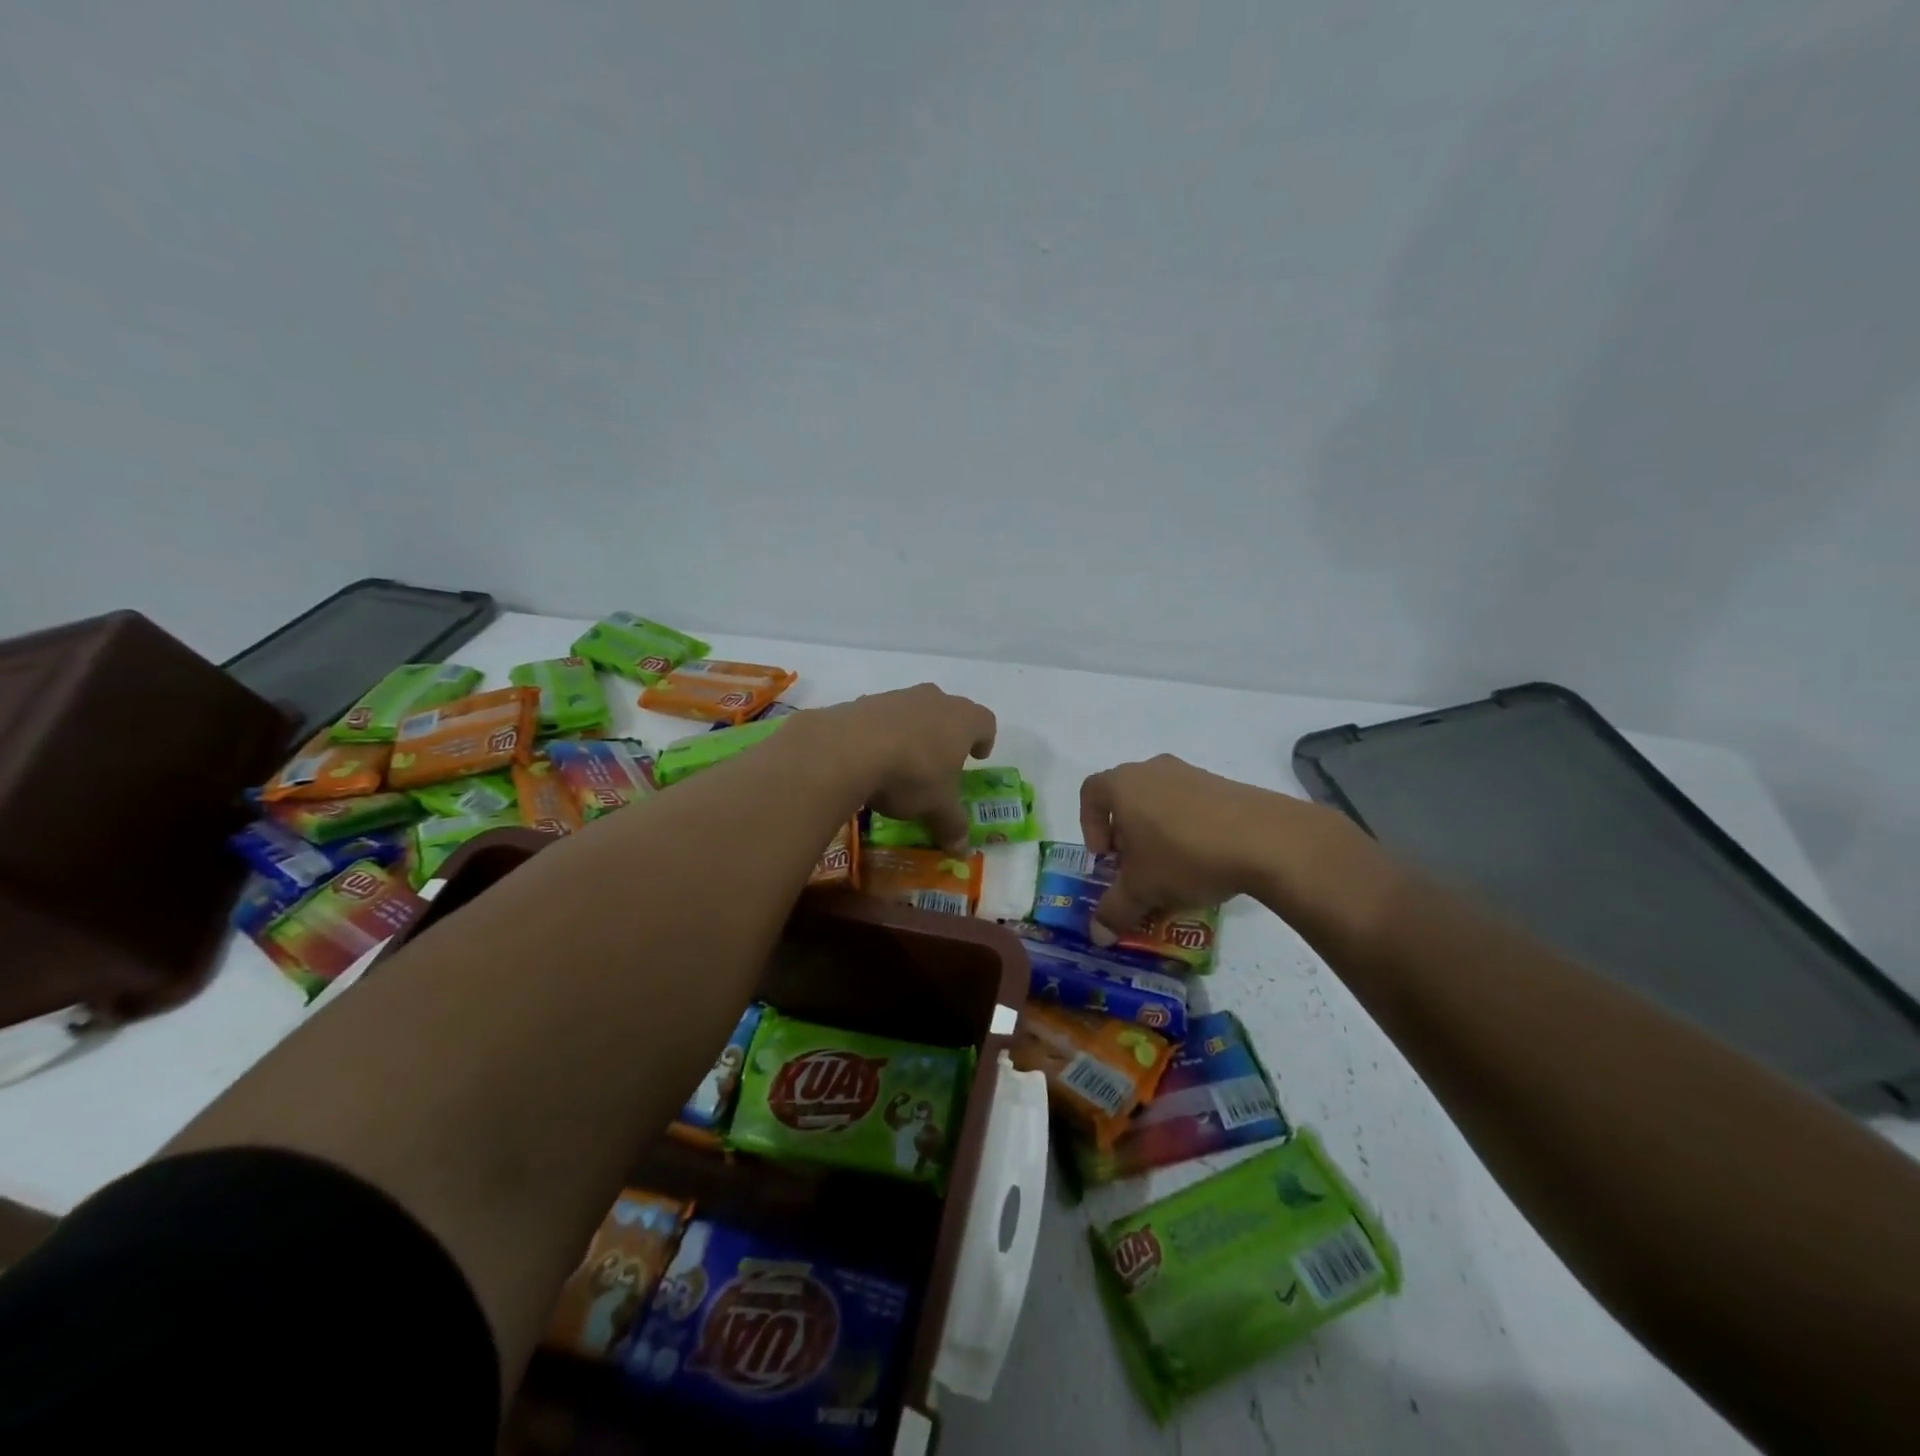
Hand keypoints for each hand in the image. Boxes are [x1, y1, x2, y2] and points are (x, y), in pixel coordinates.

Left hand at [812, 685, 995, 851]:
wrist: (848, 749)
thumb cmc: (911, 775)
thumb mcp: (936, 807)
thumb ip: (952, 825)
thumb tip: (962, 850)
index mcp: (963, 720)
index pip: (985, 722)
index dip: (984, 739)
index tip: (977, 757)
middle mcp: (934, 700)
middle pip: (950, 711)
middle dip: (948, 735)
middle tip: (942, 761)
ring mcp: (898, 697)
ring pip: (914, 711)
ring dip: (913, 732)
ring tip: (903, 762)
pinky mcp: (864, 702)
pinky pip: (882, 717)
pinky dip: (881, 734)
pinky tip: (871, 758)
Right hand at [1079, 754, 1393, 939]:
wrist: (1264, 839)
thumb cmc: (1184, 855)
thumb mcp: (1143, 890)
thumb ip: (1114, 910)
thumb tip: (1097, 935)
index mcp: (1123, 784)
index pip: (1090, 792)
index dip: (1089, 824)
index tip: (1105, 856)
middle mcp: (1152, 770)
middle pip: (1126, 797)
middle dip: (1125, 833)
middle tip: (1136, 866)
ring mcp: (1191, 773)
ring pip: (1160, 800)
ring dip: (1157, 832)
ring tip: (1172, 867)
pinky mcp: (1223, 784)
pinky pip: (1192, 804)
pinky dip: (1188, 828)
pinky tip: (1204, 860)